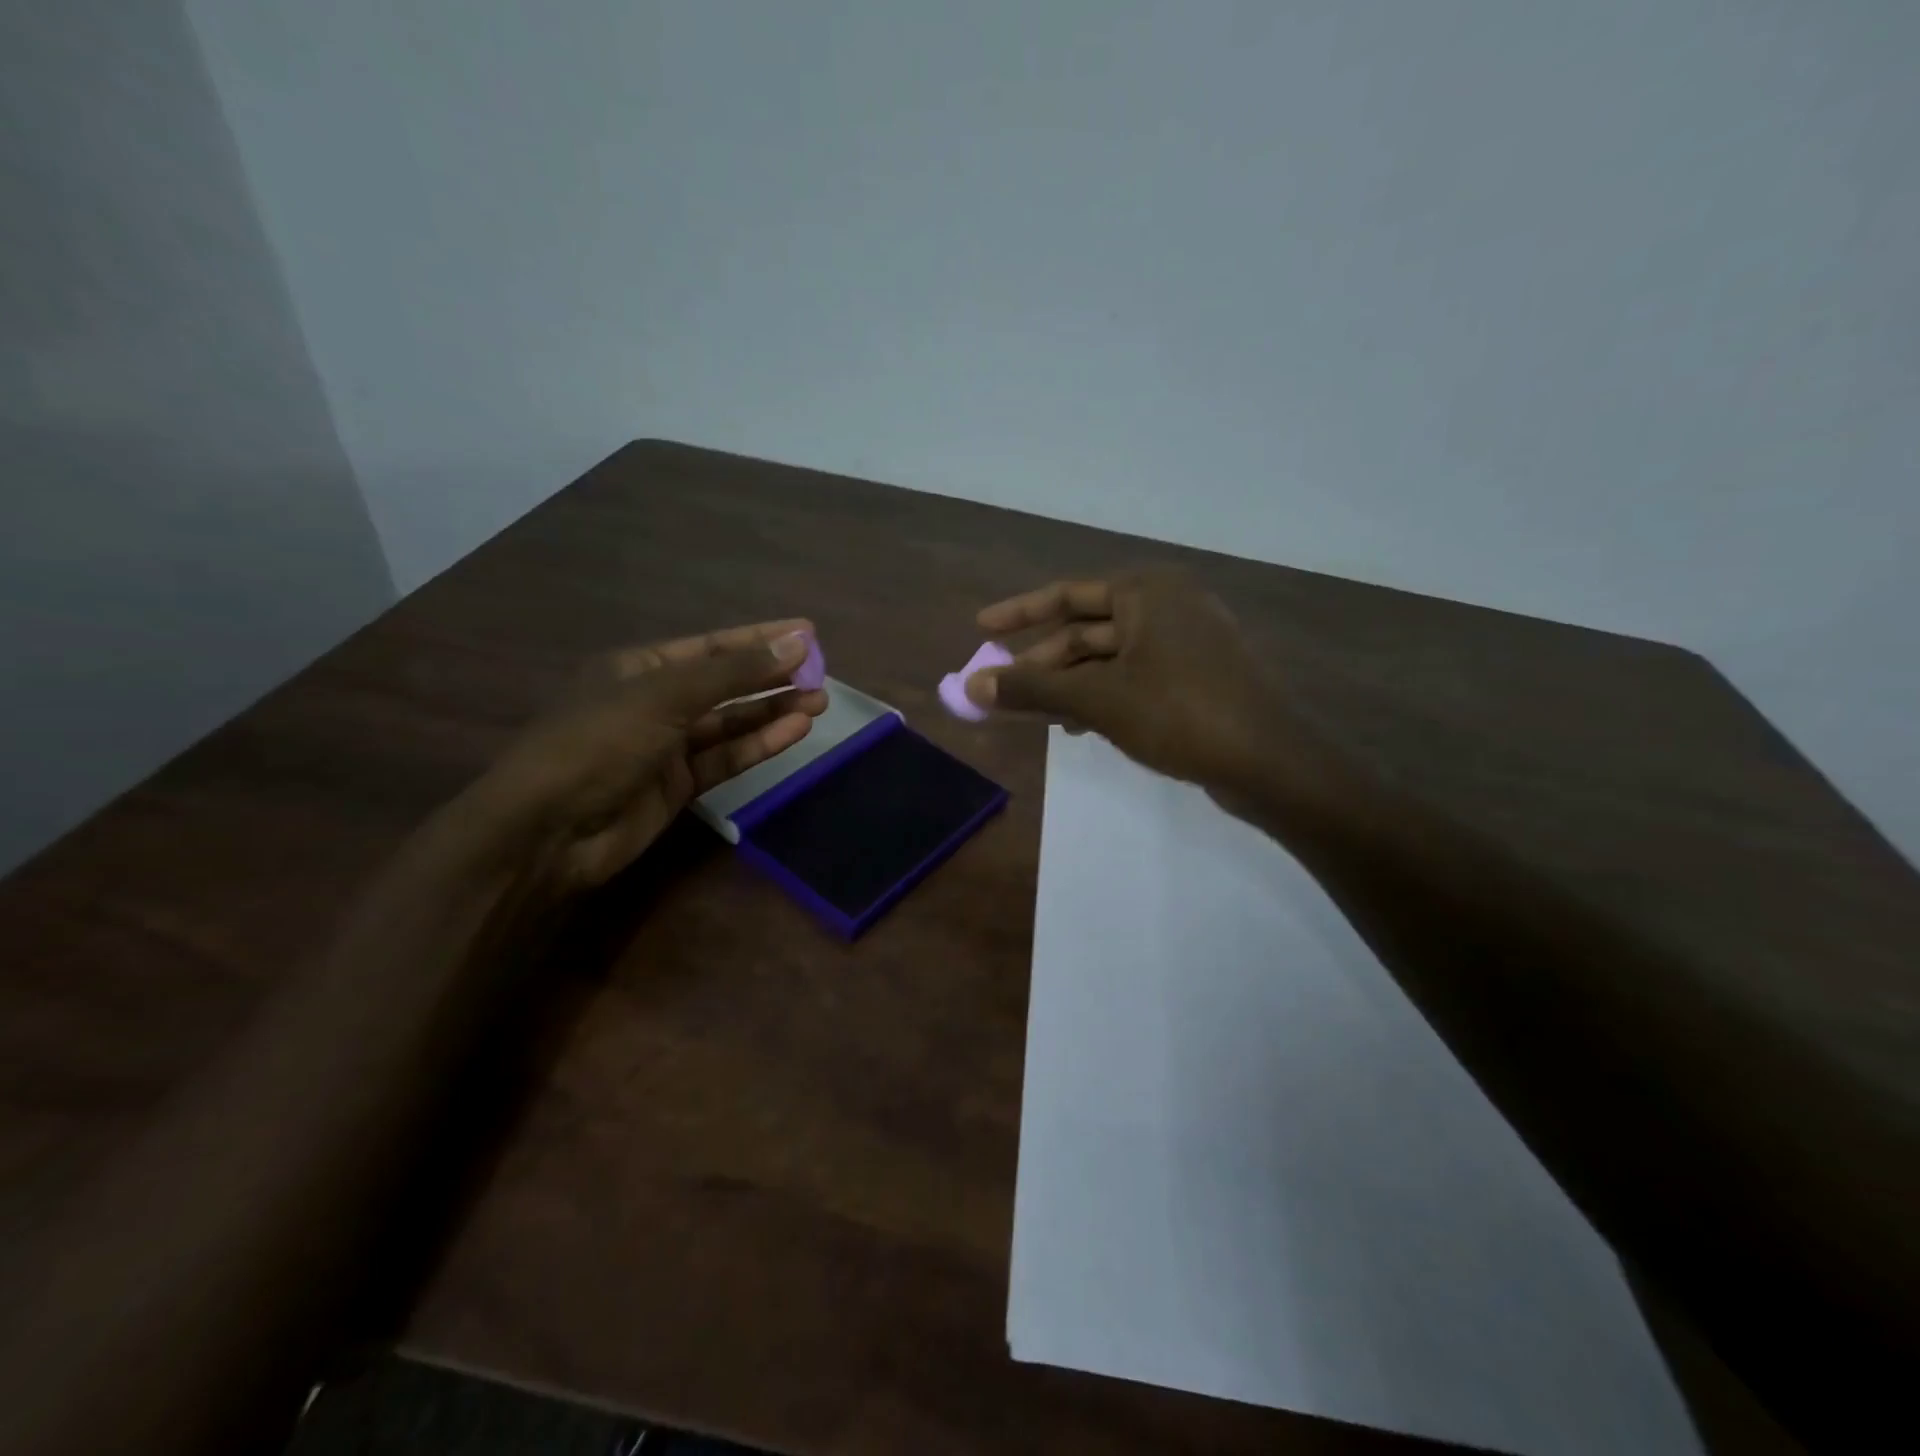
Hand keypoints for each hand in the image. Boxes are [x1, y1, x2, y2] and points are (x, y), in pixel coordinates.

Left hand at [470, 620, 825, 889]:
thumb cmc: (599, 742)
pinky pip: (727, 758)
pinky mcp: (679, 786)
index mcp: (640, 668)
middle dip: (773, 677)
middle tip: (823, 673)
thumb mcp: (666, 696)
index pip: (713, 645)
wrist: (549, 831)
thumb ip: (735, 672)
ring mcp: (667, 746)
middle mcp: (655, 702)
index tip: (808, 633)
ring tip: (820, 701)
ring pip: (731, 722)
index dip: (761, 638)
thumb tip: (799, 642)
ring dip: (773, 711)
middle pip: (726, 684)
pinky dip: (760, 744)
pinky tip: (795, 731)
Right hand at [967, 571, 1297, 794]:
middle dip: (1042, 664)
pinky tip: (1078, 727)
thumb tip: (971, 685)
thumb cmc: (1180, 714)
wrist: (1269, 763)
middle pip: (1086, 631)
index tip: (981, 627)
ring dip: (1068, 687)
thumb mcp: (1098, 700)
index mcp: (1148, 591)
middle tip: (1000, 692)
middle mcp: (1169, 606)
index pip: (1067, 594)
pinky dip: (1101, 698)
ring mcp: (1187, 643)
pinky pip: (1133, 679)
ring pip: (1109, 660)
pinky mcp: (1197, 678)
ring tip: (1033, 717)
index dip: (1019, 612)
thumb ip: (1032, 690)